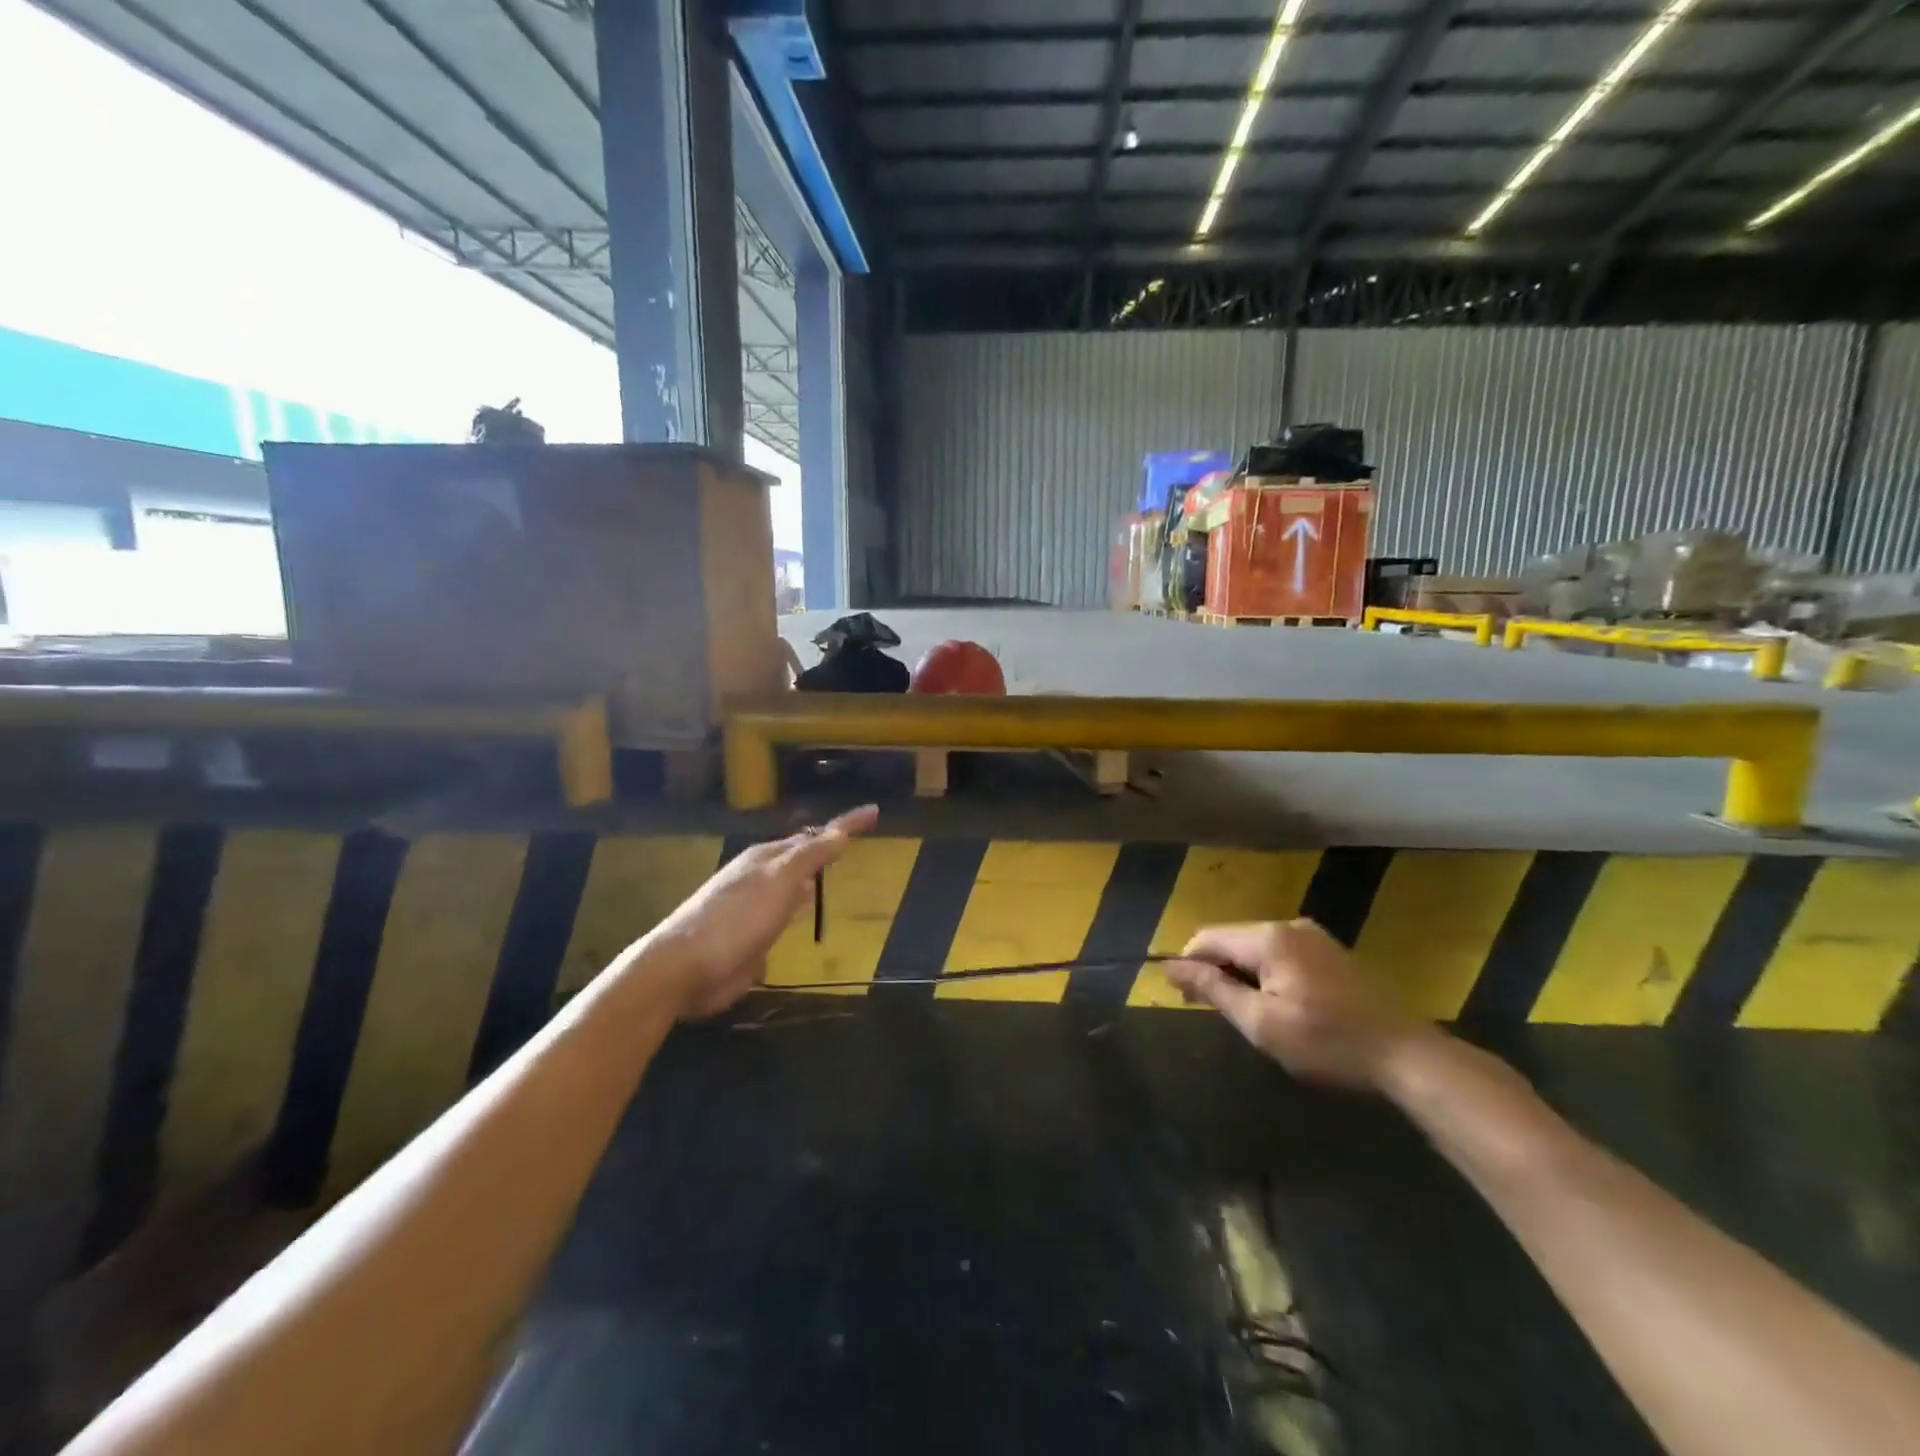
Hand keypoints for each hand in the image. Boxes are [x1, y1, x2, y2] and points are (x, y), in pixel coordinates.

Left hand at [651, 805, 878, 1018]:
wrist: (683, 970)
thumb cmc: (736, 919)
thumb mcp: (780, 880)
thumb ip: (811, 856)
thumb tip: (840, 831)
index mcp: (766, 858)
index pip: (816, 835)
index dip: (846, 824)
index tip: (875, 812)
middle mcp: (759, 878)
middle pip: (799, 858)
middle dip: (822, 849)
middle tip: (849, 841)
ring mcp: (751, 910)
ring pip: (789, 889)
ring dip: (808, 882)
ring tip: (828, 875)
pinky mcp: (748, 942)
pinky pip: (780, 921)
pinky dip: (794, 914)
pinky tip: (800, 920)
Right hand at [1164, 918, 1431, 1090]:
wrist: (1405, 1055)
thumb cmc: (1326, 1042)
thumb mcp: (1260, 1022)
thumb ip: (1213, 988)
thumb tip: (1169, 966)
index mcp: (1268, 938)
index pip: (1207, 938)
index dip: (1188, 964)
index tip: (1183, 999)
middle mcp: (1288, 925)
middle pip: (1231, 939)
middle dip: (1214, 970)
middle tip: (1212, 1011)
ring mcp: (1312, 936)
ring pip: (1255, 947)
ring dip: (1240, 973)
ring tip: (1246, 1012)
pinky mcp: (1329, 951)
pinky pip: (1280, 953)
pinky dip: (1266, 973)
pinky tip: (1278, 1004)